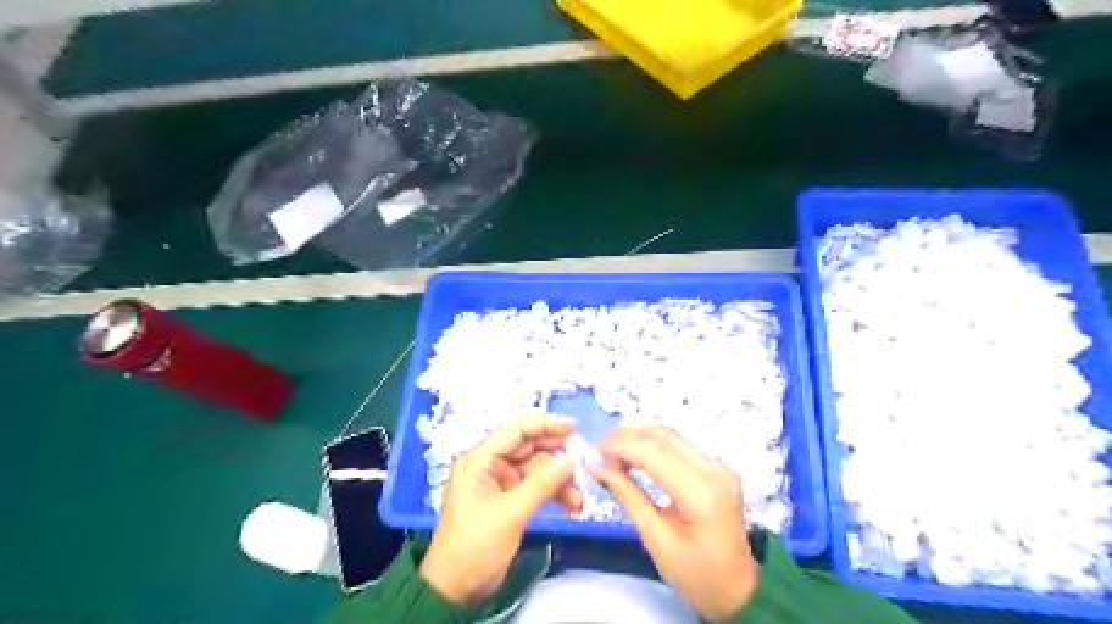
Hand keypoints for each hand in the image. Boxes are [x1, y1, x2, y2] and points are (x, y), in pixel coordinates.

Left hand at [421, 414, 585, 604]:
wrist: (455, 590)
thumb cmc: (476, 545)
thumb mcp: (511, 513)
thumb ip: (542, 483)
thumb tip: (573, 458)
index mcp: (480, 459)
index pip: (516, 430)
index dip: (545, 424)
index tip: (573, 427)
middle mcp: (490, 464)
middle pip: (530, 448)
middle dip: (557, 457)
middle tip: (583, 464)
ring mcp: (501, 482)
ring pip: (537, 469)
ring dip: (559, 481)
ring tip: (579, 500)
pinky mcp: (509, 499)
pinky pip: (536, 487)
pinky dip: (553, 493)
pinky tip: (571, 506)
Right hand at [589, 425, 765, 620]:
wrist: (739, 591)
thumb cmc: (696, 574)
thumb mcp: (656, 540)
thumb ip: (627, 496)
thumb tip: (597, 466)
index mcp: (701, 493)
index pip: (653, 452)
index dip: (619, 447)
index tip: (592, 454)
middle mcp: (714, 469)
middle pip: (663, 436)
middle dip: (626, 437)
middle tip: (599, 451)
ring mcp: (719, 466)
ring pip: (671, 435)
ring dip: (639, 437)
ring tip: (612, 452)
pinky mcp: (716, 468)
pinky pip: (679, 445)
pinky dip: (653, 445)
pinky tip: (634, 455)